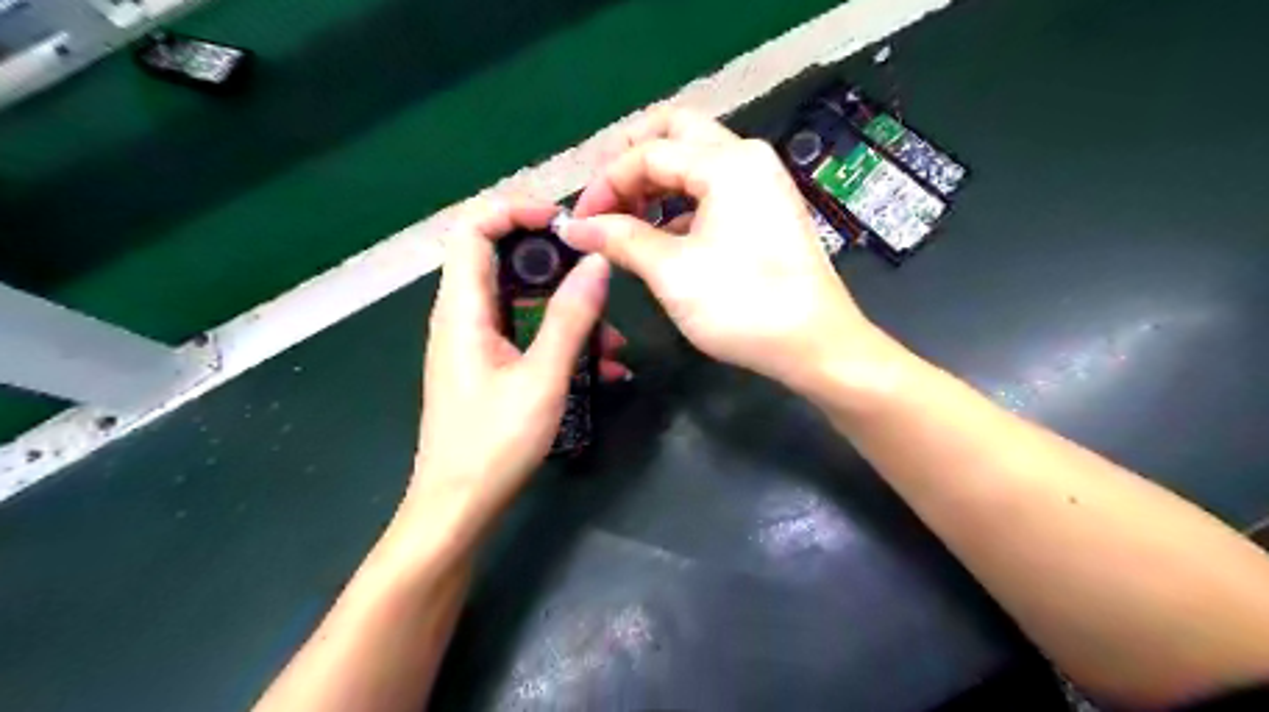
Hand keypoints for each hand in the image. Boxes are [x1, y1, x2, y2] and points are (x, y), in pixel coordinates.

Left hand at [419, 199, 629, 517]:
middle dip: (555, 261)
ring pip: (523, 301)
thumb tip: (596, 264)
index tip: (565, 222)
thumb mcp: (542, 379)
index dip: (516, 210)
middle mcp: (462, 316)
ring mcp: (475, 341)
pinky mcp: (489, 364)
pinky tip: (603, 369)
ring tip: (614, 342)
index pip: (474, 228)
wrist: (458, 506)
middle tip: (599, 274)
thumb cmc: (494, 444)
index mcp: (463, 309)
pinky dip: (560, 339)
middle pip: (501, 259)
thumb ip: (570, 318)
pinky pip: (527, 333)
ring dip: (568, 310)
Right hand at [567, 106, 878, 388]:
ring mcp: (762, 182)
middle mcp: (747, 158)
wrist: (814, 344)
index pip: (647, 153)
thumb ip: (620, 240)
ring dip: (656, 180)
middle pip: (676, 133)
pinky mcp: (766, 210)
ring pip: (695, 160)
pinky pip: (713, 188)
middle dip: (631, 158)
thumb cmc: (742, 305)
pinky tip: (661, 234)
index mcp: (726, 163)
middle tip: (604, 196)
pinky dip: (681, 202)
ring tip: (625, 217)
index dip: (605, 184)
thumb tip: (575, 228)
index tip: (579, 223)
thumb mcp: (672, 272)